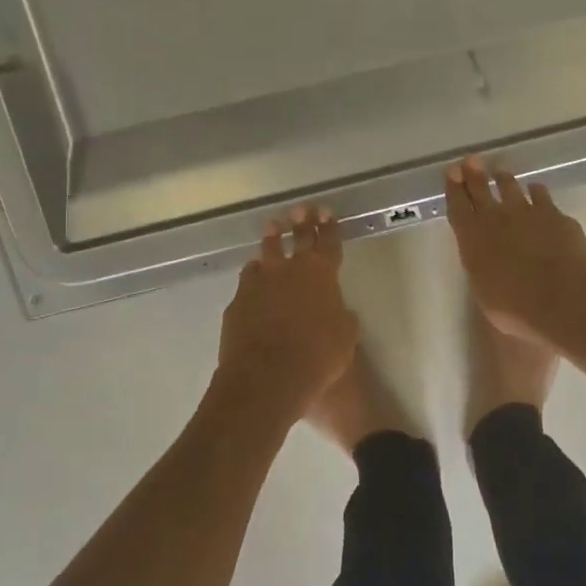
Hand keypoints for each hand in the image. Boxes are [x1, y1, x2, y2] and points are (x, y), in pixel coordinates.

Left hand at [217, 209, 358, 421]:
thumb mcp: (346, 336)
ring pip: (267, 252)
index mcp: (323, 274)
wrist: (267, 376)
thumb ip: (341, 315)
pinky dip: (254, 272)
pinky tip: (254, 271)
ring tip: (272, 227)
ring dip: (272, 239)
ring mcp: (261, 282)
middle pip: (297, 239)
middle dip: (302, 222)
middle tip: (301, 208)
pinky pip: (249, 278)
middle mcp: (291, 270)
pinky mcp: (239, 300)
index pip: (329, 243)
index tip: (327, 212)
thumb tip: (335, 309)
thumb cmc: (317, 357)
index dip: (330, 227)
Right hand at [445, 158, 585, 348]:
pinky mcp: (556, 215)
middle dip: (474, 174)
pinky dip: (537, 192)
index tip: (452, 172)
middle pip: (481, 189)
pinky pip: (542, 196)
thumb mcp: (486, 294)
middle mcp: (497, 218)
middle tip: (472, 160)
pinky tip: (537, 190)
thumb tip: (486, 264)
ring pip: (512, 187)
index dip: (453, 188)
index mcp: (473, 238)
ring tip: (501, 172)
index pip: (457, 206)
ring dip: (504, 179)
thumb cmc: (516, 308)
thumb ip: (483, 271)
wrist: (564, 299)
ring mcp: (529, 212)